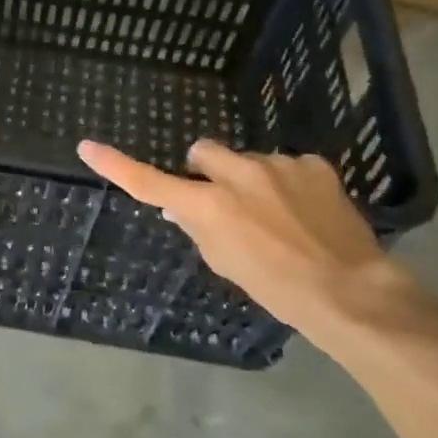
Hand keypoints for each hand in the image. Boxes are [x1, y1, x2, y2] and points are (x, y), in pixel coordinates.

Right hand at [77, 138, 399, 330]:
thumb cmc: (276, 287)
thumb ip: (199, 227)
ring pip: (250, 162)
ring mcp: (277, 165)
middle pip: (203, 152)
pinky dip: (289, 184)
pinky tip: (308, 211)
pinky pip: (288, 166)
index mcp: (208, 205)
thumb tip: (181, 206)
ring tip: (280, 217)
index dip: (116, 165)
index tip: (88, 147)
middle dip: (207, 171)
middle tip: (226, 202)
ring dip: (253, 181)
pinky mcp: (313, 163)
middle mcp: (237, 174)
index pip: (149, 181)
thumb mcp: (225, 263)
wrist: (349, 290)